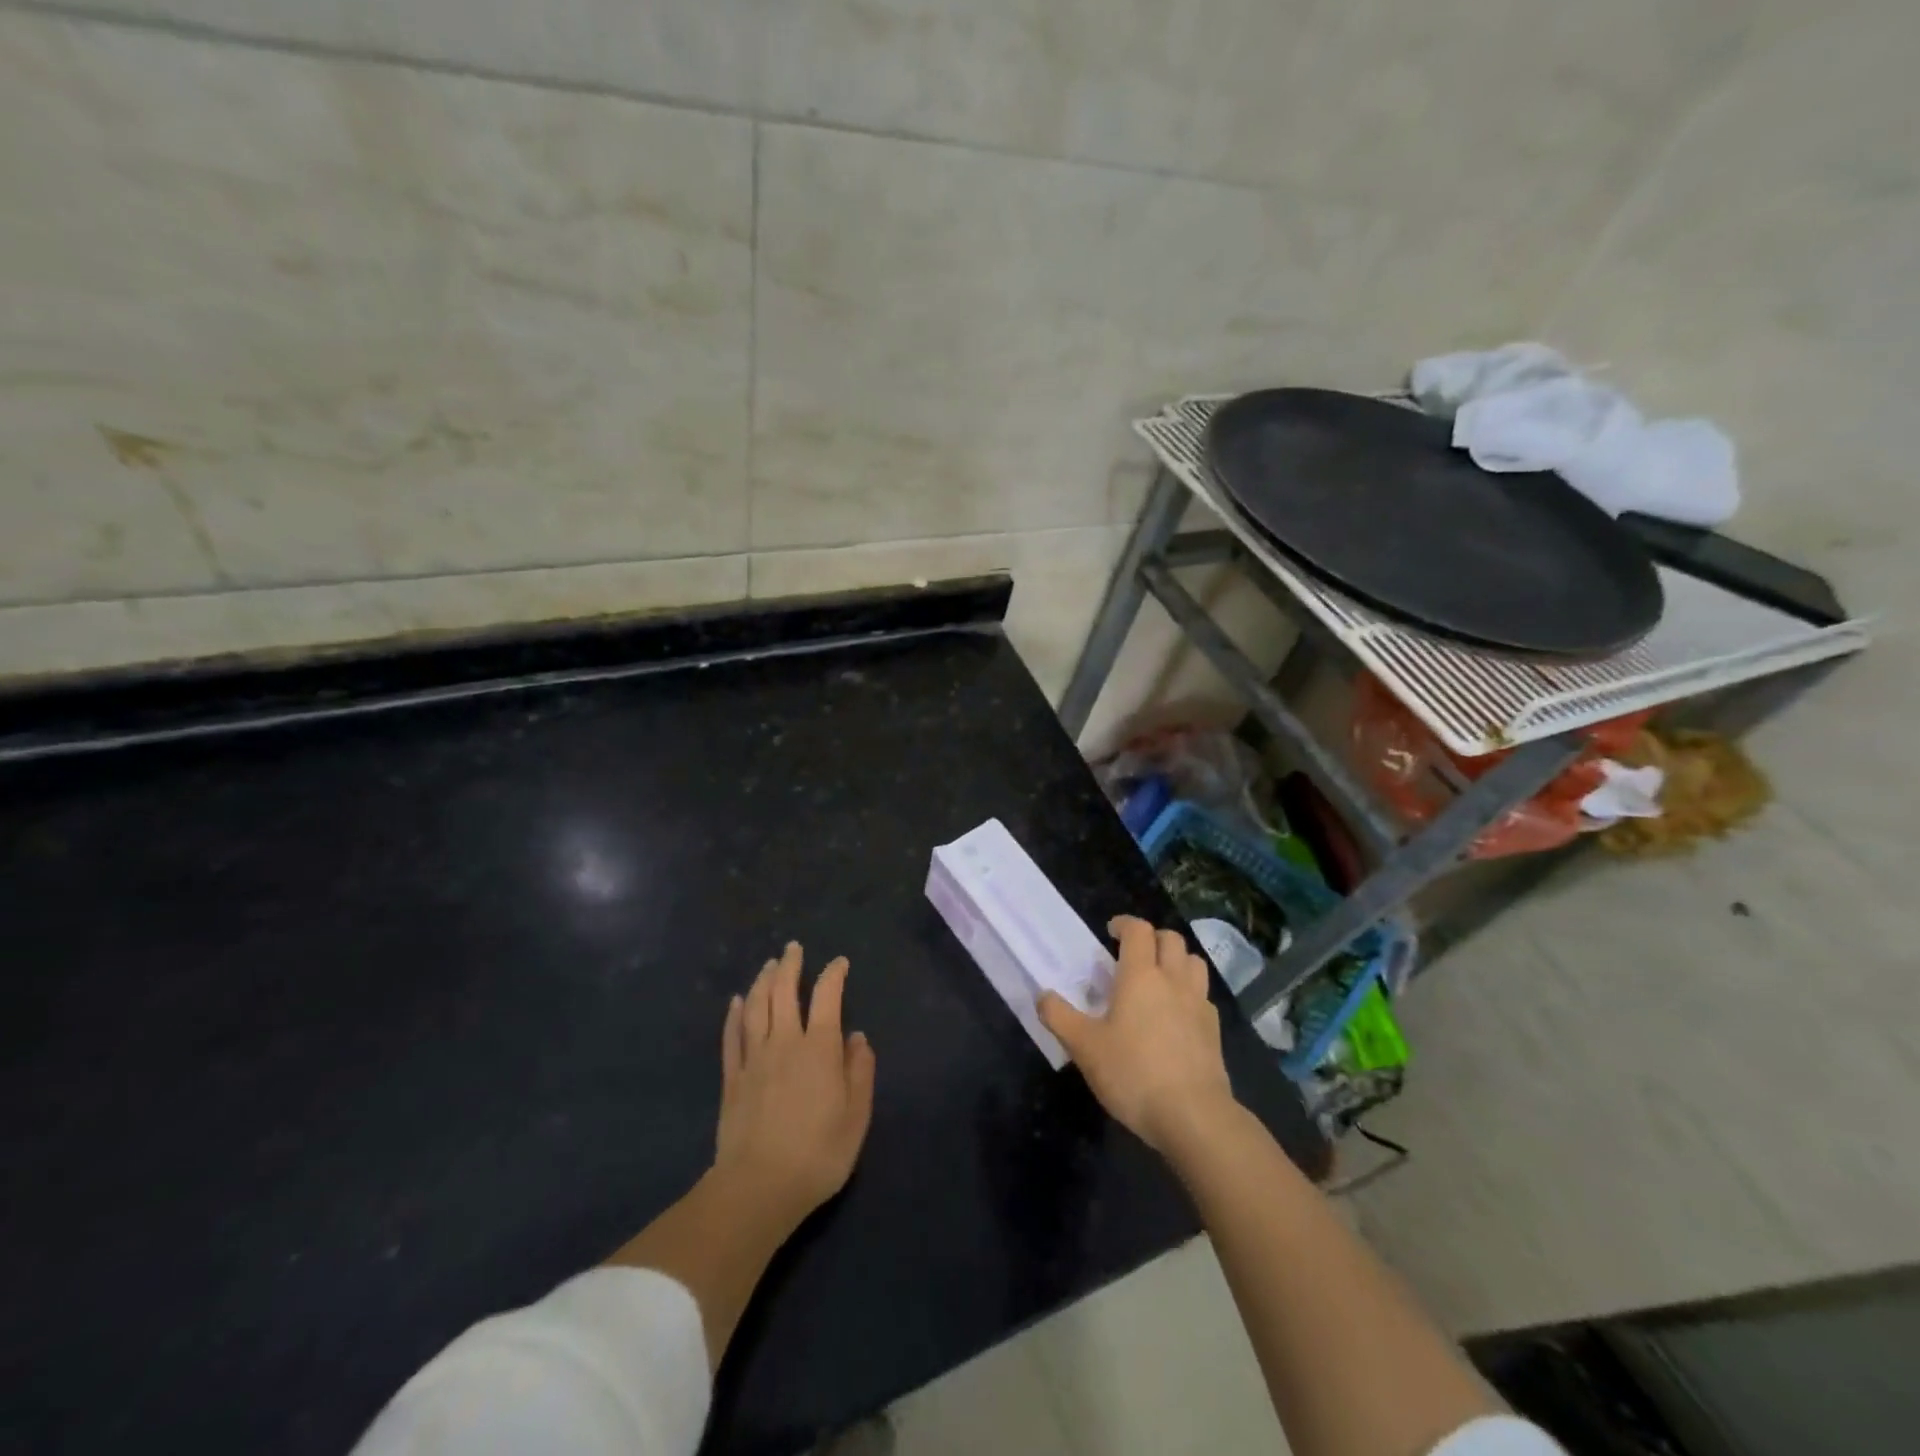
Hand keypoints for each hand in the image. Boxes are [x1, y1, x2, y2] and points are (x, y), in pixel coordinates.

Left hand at [714, 941, 876, 1227]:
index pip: (828, 997)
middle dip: (791, 966)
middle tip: (793, 948)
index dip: (834, 975)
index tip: (839, 963)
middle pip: (785, 992)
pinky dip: (735, 1014)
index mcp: (820, 1049)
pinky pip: (732, 1036)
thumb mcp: (856, 1116)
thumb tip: (857, 1037)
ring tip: (769, 965)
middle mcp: (785, 1042)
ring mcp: (754, 1058)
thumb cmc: (818, 1154)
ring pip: (757, 1007)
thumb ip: (859, 1072)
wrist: (759, 1188)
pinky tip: (737, 1001)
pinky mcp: (732, 1079)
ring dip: (763, 981)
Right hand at [1039, 916, 1235, 1153]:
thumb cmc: (1133, 1073)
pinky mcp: (1214, 1030)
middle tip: (1133, 954)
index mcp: (1140, 976)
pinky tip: (1176, 1015)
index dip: (1125, 924)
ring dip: (1177, 960)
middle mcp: (1173, 980)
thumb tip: (1043, 995)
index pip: (1139, 930)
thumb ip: (1059, 1017)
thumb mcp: (1084, 1048)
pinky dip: (1189, 993)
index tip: (1110, 932)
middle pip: (1172, 939)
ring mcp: (1199, 1004)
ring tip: (1159, 978)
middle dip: (1152, 938)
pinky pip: (1203, 996)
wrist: (1194, 1116)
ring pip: (1194, 962)